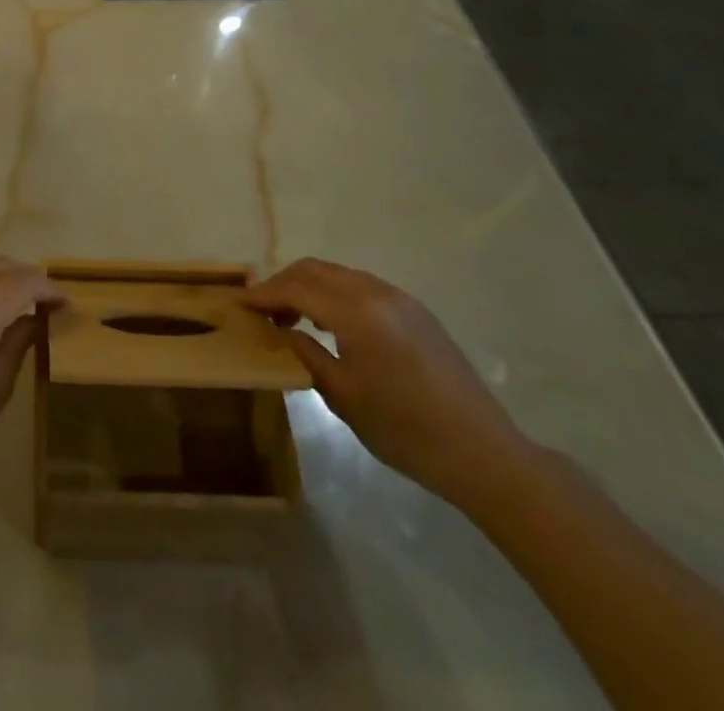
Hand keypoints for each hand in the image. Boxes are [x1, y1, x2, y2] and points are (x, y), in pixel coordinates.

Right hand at [245, 258, 531, 507]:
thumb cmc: (405, 431)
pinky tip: (330, 322)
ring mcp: (399, 298)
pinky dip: (335, 293)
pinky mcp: (415, 310)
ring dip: (309, 285)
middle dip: (283, 283)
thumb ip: (306, 355)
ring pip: (339, 274)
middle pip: (315, 269)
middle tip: (262, 308)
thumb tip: (281, 331)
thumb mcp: (343, 397)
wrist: (484, 453)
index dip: (265, 293)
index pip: (297, 288)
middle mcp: (376, 292)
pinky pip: (361, 285)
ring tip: (292, 316)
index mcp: (356, 313)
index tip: (239, 302)